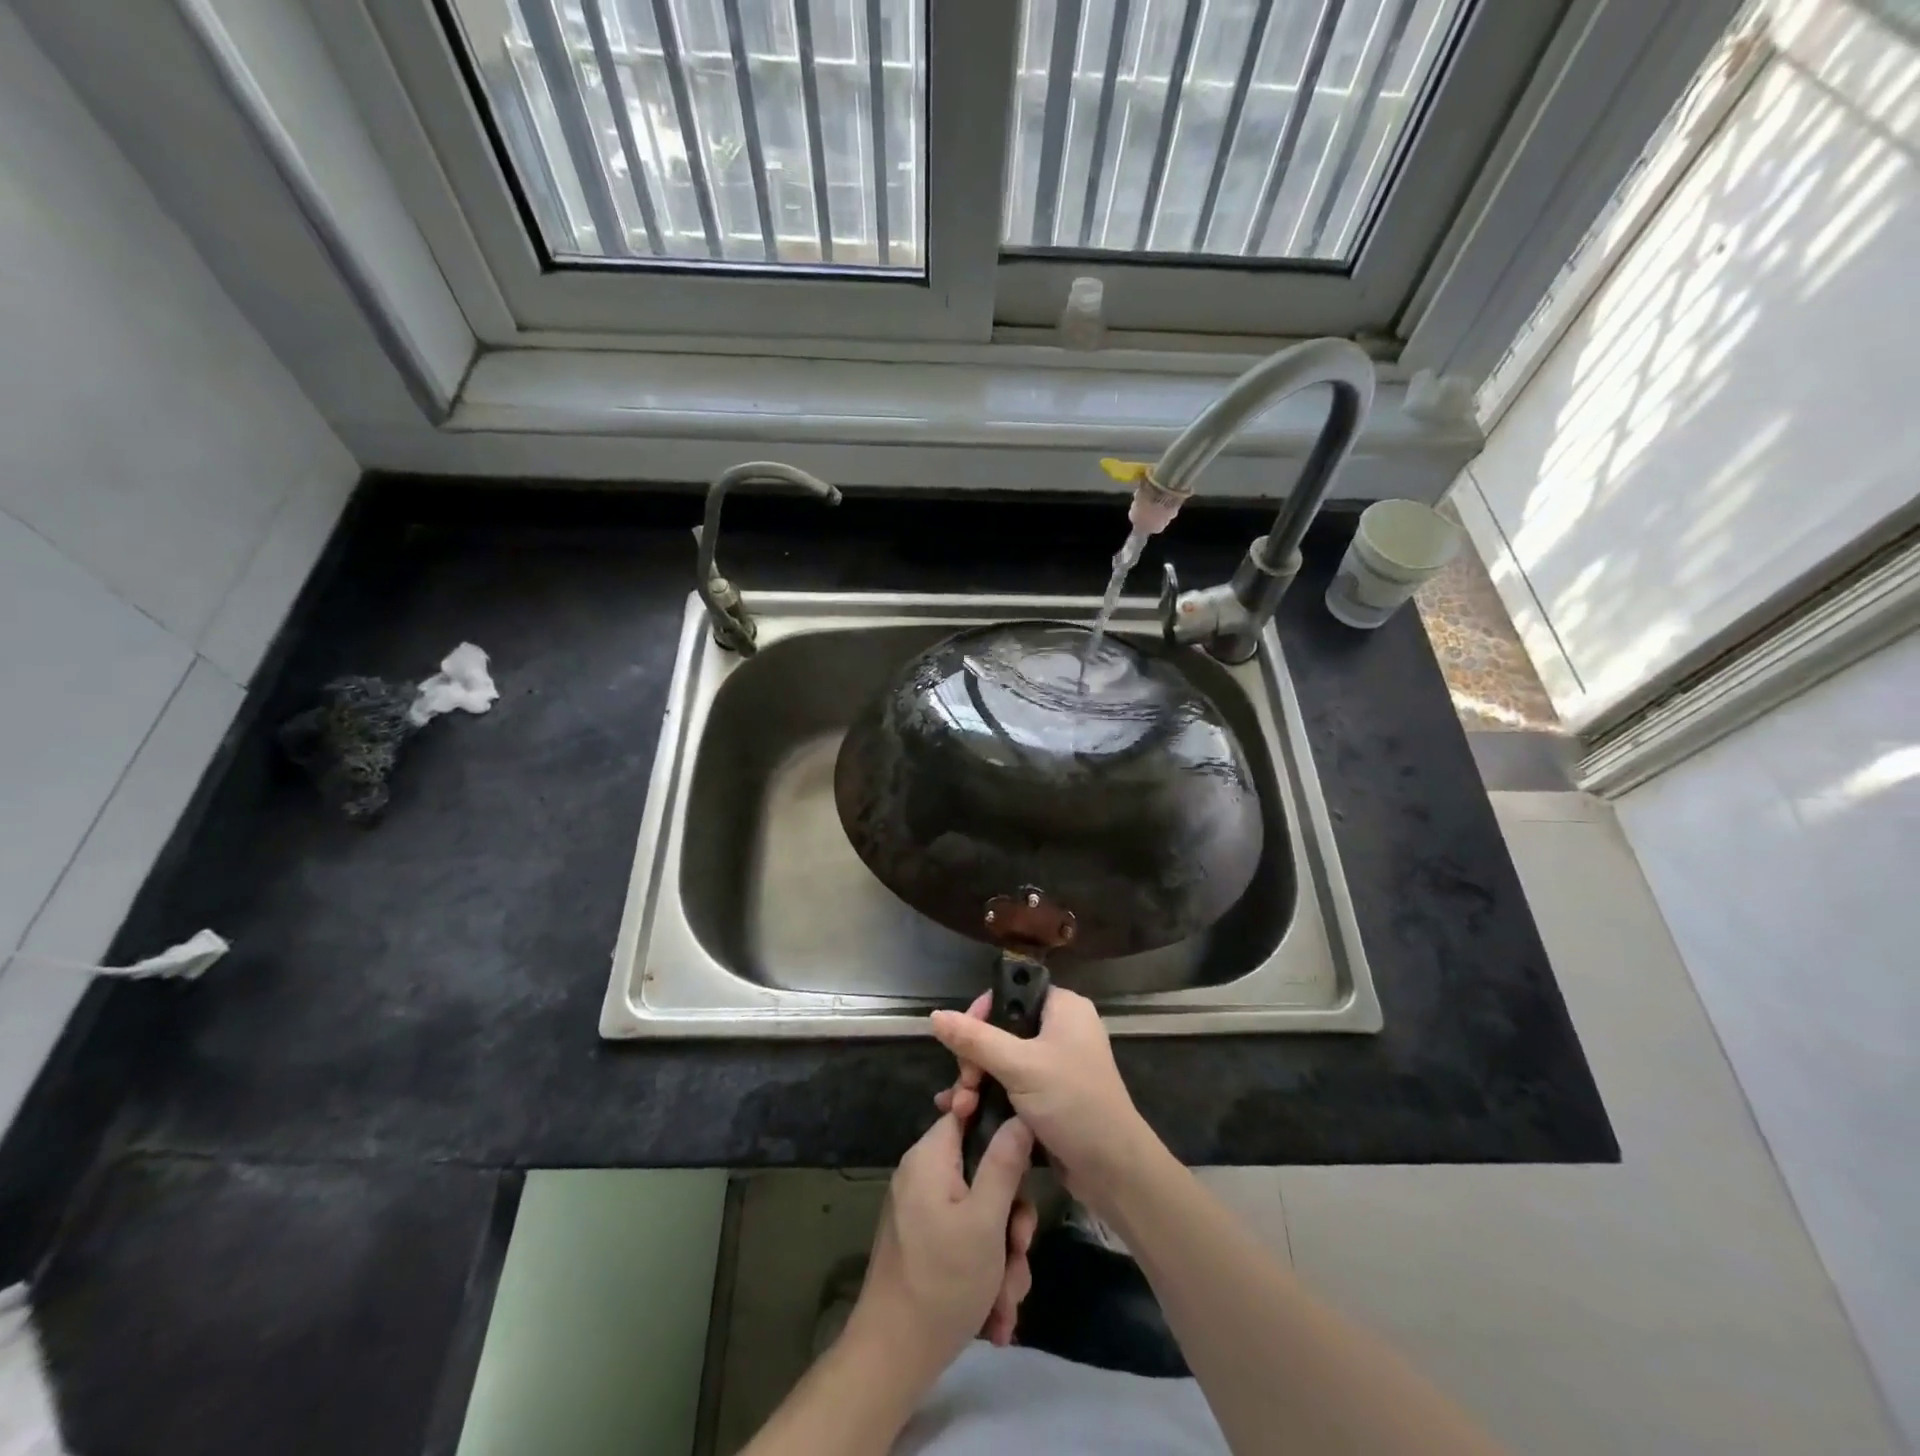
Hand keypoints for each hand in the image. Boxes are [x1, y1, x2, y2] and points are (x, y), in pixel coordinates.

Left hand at [848, 1110, 1038, 1385]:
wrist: (892, 1359)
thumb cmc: (943, 1281)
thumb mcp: (985, 1220)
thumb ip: (1005, 1163)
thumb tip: (1020, 1114)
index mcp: (930, 1157)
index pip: (967, 1113)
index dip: (1001, 1127)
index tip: (1027, 1160)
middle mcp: (923, 1177)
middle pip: (983, 1172)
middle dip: (1010, 1220)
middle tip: (1018, 1252)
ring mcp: (923, 1213)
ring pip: (981, 1215)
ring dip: (1002, 1257)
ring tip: (1006, 1300)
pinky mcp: (926, 1245)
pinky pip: (966, 1241)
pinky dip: (985, 1273)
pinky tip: (995, 1316)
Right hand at [931, 987, 1158, 1214]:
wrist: (1113, 1169)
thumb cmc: (1072, 1102)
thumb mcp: (1020, 1066)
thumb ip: (976, 1039)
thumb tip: (935, 1015)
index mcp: (1063, 1008)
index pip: (1012, 993)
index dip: (981, 1012)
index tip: (962, 1041)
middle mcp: (1061, 1029)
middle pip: (1001, 1029)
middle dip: (974, 1058)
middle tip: (965, 1084)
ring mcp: (1056, 1064)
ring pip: (1002, 1060)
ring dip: (977, 1082)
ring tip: (960, 1108)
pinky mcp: (1050, 1096)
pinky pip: (1011, 1085)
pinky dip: (989, 1097)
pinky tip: (964, 1115)